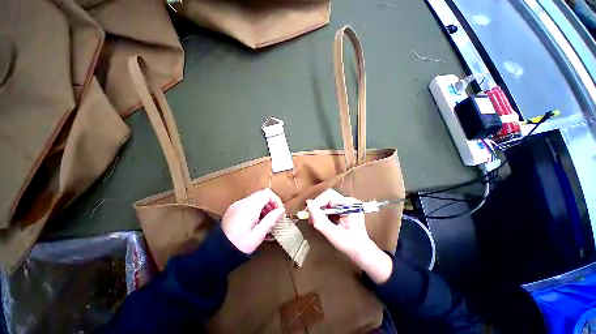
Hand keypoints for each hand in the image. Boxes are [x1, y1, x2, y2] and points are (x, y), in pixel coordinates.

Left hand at [222, 188, 284, 254]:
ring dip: (264, 207)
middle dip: (271, 204)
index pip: (267, 193)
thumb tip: (281, 211)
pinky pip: (249, 204)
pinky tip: (256, 222)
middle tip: (274, 217)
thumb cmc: (239, 245)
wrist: (216, 253)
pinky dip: (256, 209)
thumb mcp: (258, 234)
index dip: (276, 201)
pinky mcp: (233, 209)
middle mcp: (242, 202)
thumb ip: (271, 220)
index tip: (280, 212)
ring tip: (266, 221)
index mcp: (249, 206)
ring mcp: (236, 205)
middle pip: (262, 194)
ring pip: (256, 199)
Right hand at [307, 189, 392, 283]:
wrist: (360, 251)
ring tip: (312, 219)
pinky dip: (322, 211)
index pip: (330, 195)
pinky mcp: (343, 207)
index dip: (318, 202)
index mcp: (351, 204)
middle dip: (317, 205)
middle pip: (328, 196)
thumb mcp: (332, 233)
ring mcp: (347, 203)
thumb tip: (308, 203)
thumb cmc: (349, 244)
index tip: (309, 213)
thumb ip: (319, 219)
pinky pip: (329, 205)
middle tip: (310, 216)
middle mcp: (349, 201)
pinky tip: (318, 219)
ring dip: (318, 208)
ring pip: (327, 200)